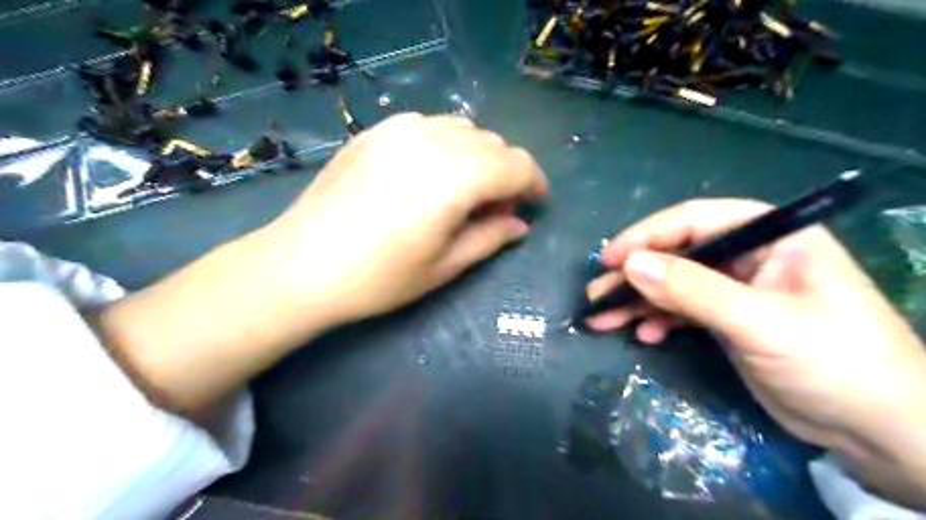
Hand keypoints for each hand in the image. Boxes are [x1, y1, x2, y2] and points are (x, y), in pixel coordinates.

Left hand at [264, 113, 544, 325]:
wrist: (301, 265)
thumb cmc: (379, 278)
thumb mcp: (445, 267)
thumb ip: (490, 238)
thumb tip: (520, 224)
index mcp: (456, 178)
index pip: (517, 164)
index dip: (534, 183)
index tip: (535, 204)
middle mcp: (432, 141)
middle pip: (493, 143)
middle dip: (506, 173)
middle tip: (496, 209)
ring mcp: (399, 130)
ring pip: (463, 128)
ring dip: (477, 156)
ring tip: (464, 190)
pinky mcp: (375, 132)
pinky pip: (428, 125)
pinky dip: (445, 144)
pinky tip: (430, 172)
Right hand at [585, 196, 924, 503]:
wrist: (879, 430)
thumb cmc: (834, 361)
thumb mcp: (759, 322)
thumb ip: (693, 290)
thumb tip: (630, 264)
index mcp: (769, 236)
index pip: (695, 221)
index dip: (647, 236)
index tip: (609, 260)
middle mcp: (750, 256)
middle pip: (678, 255)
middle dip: (635, 276)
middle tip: (596, 296)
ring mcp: (737, 290)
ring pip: (675, 285)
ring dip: (639, 302)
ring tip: (602, 320)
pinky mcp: (730, 320)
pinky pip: (683, 311)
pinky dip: (660, 322)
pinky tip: (645, 336)